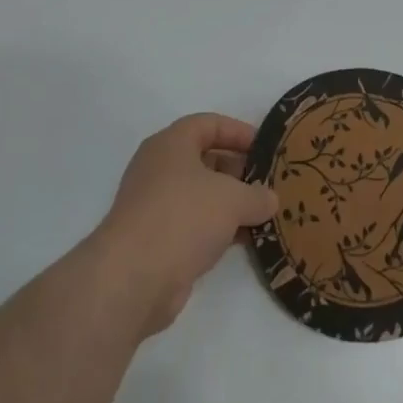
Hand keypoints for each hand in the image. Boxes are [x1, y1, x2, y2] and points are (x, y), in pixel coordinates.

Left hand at [92, 114, 278, 336]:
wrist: (133, 278)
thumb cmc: (183, 217)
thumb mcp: (232, 199)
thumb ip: (257, 195)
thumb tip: (269, 200)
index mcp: (171, 145)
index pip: (208, 124)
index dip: (238, 131)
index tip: (265, 147)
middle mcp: (159, 169)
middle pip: (205, 160)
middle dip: (239, 170)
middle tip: (269, 183)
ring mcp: (156, 206)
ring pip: (201, 195)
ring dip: (232, 204)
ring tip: (265, 213)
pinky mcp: (157, 241)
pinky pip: (195, 225)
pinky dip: (220, 229)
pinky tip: (247, 240)